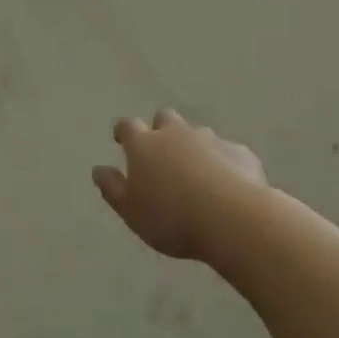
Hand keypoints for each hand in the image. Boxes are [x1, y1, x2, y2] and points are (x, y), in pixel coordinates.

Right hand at [93, 110, 267, 259]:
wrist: (232, 219)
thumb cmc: (171, 217)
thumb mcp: (130, 211)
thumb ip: (112, 188)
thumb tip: (98, 170)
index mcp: (144, 144)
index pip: (127, 126)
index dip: (123, 132)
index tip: (121, 139)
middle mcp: (175, 133)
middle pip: (165, 119)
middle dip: (161, 130)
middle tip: (161, 152)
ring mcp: (210, 140)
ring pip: (197, 134)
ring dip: (194, 146)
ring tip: (197, 173)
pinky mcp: (240, 152)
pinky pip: (227, 152)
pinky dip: (224, 162)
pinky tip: (228, 184)